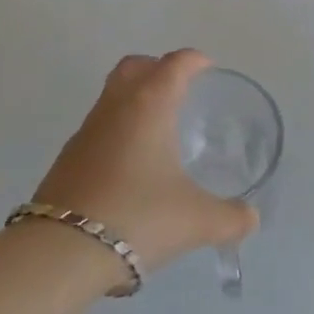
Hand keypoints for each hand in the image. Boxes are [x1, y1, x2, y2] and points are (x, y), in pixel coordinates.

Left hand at [32, 50, 257, 273]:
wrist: (62, 252)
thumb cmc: (139, 217)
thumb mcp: (197, 220)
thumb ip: (231, 217)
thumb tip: (250, 218)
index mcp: (149, 105)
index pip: (174, 64)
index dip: (194, 61)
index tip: (208, 68)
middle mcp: (115, 107)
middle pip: (134, 66)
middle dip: (157, 68)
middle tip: (180, 89)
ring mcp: (86, 131)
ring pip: (112, 96)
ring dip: (134, 100)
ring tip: (158, 131)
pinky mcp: (67, 158)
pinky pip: (98, 128)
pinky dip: (117, 131)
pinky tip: (130, 167)